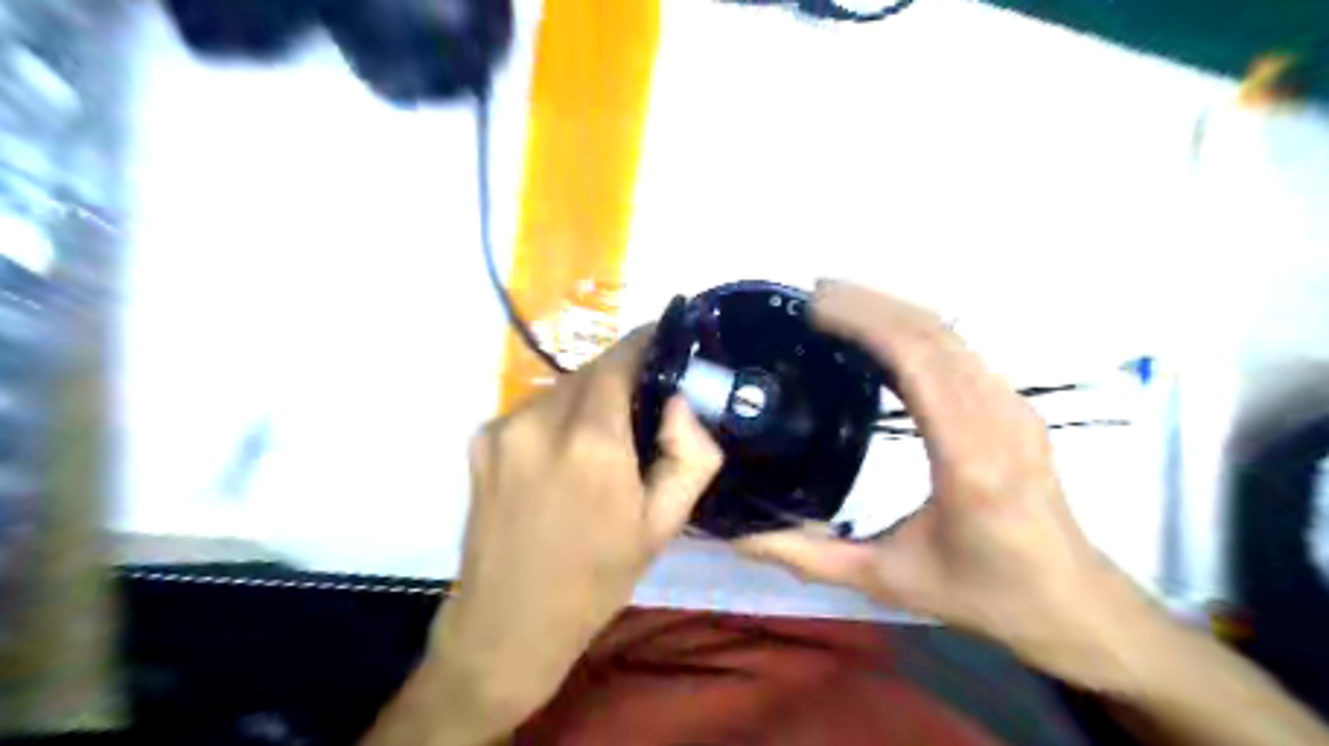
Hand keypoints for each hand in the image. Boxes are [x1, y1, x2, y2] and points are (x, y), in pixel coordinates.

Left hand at [423, 331, 715, 734]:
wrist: (508, 622)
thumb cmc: (597, 577)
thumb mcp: (664, 523)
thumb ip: (691, 453)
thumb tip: (681, 400)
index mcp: (592, 442)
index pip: (622, 357)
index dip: (647, 342)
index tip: (668, 342)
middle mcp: (541, 420)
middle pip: (591, 370)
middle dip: (621, 375)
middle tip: (644, 406)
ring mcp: (503, 427)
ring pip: (562, 388)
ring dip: (588, 399)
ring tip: (603, 441)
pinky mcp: (479, 440)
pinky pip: (534, 409)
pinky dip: (557, 417)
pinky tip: (561, 459)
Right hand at [738, 279, 1165, 692]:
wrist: (1072, 603)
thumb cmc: (983, 593)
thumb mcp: (887, 580)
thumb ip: (809, 558)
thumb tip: (741, 537)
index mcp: (968, 459)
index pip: (918, 361)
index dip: (866, 321)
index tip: (815, 306)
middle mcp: (998, 418)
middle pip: (934, 333)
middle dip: (872, 302)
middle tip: (813, 295)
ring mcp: (1014, 407)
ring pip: (952, 335)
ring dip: (894, 308)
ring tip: (840, 303)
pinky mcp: (1016, 406)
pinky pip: (963, 351)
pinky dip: (916, 329)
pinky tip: (883, 334)